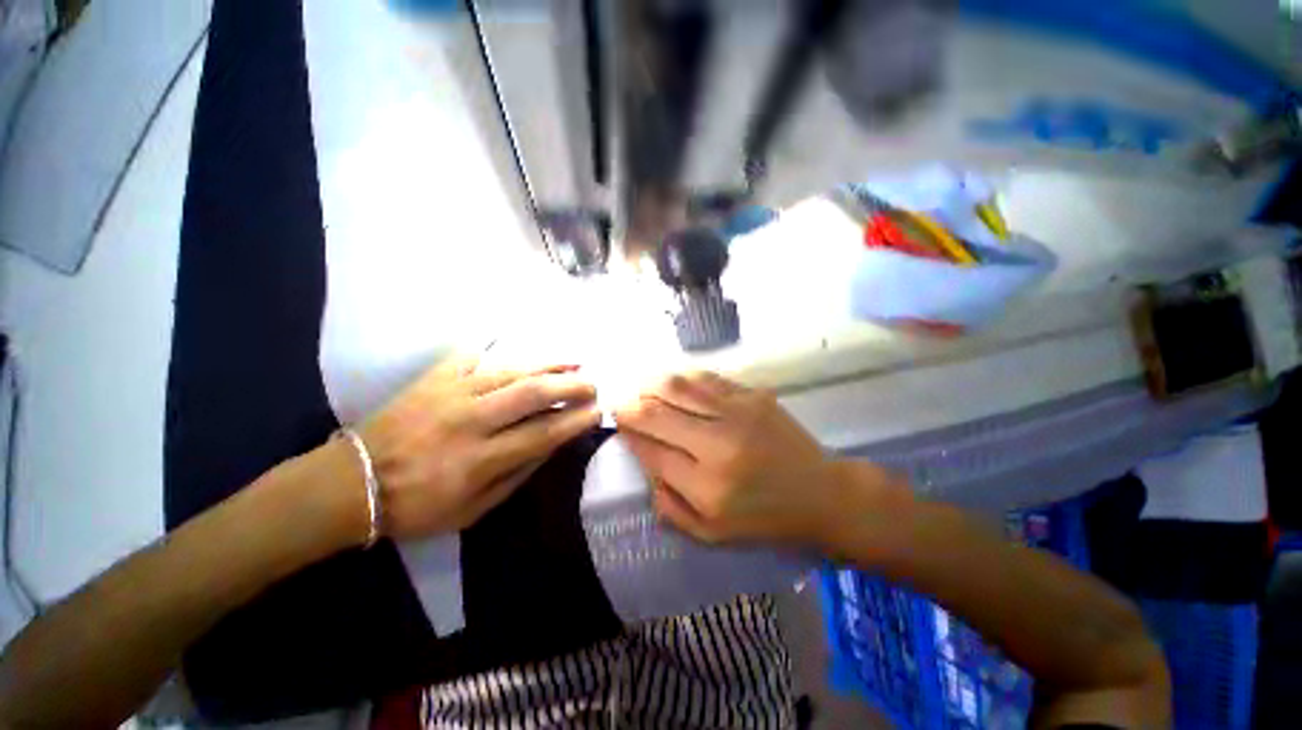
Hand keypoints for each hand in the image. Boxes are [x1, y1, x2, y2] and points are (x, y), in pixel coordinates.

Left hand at [359, 357, 600, 539]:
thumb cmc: (416, 506)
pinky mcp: (433, 378)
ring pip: (512, 370)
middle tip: (592, 385)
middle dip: (572, 386)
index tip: (598, 412)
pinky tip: (521, 355)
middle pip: (534, 393)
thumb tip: (551, 445)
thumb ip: (517, 477)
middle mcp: (472, 420)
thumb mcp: (474, 511)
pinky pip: (472, 356)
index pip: (544, 433)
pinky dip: (499, 352)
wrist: (351, 484)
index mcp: (481, 459)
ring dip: (549, 365)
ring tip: (573, 364)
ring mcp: (451, 393)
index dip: (576, 420)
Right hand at [614, 371, 843, 545]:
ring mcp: (738, 413)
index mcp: (707, 486)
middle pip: (658, 414)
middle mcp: (718, 445)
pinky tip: (673, 382)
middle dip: (631, 406)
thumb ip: (670, 506)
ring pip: (679, 387)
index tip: (619, 426)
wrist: (821, 493)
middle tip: (620, 403)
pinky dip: (683, 378)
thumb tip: (645, 466)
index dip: (630, 435)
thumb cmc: (765, 519)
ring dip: (651, 385)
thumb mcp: (712, 533)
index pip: (652, 451)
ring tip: (641, 387)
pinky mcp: (754, 396)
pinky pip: (707, 379)